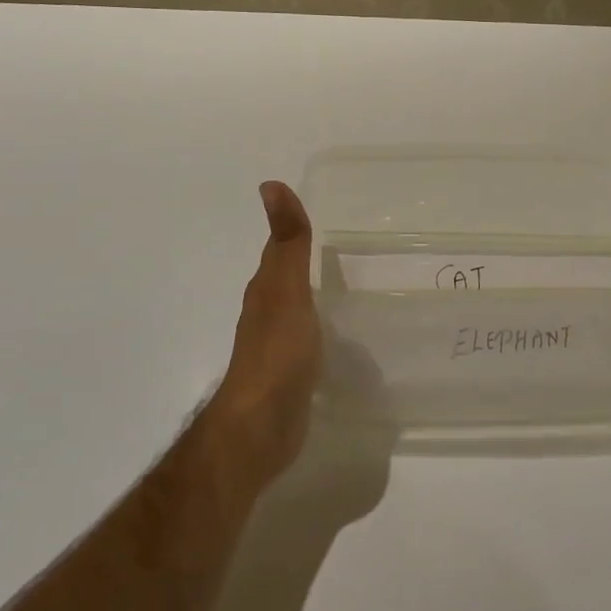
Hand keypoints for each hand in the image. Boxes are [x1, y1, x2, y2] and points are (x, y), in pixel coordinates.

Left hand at [211, 181, 324, 491]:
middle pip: (286, 280)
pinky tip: (339, 337)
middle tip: (347, 248)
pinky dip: (320, 329)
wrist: (261, 426)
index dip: (295, 231)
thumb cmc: (277, 352)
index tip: (323, 214)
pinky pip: (307, 341)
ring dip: (313, 296)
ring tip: (348, 287)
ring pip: (297, 310)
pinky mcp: (290, 375)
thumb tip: (271, 184)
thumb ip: (288, 242)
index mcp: (266, 290)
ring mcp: (277, 346)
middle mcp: (267, 314)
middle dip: (306, 264)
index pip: (280, 251)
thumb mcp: (287, 290)